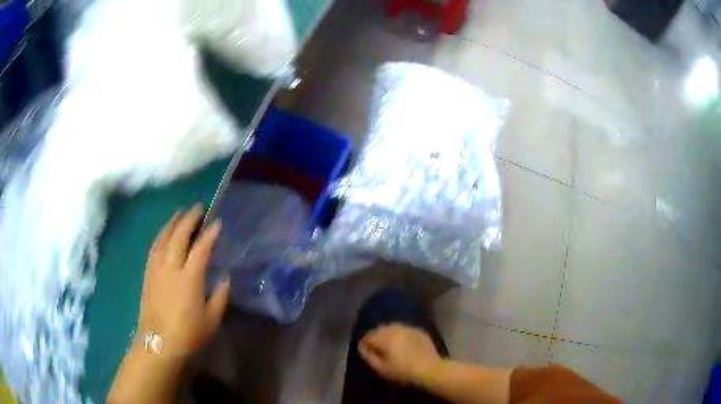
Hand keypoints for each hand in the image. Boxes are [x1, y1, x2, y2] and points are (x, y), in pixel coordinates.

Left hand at [138, 205, 229, 358]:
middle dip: (189, 218)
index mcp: (189, 278)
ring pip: (163, 237)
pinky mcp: (148, 273)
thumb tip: (224, 277)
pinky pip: (154, 247)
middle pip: (179, 235)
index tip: (217, 222)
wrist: (158, 343)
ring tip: (180, 212)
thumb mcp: (212, 320)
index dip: (210, 234)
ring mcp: (157, 268)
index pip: (201, 248)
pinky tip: (164, 232)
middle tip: (199, 207)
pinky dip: (161, 235)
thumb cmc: (188, 334)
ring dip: (173, 222)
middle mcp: (171, 267)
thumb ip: (220, 296)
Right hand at [359, 324, 442, 385]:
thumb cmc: (403, 372)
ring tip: (389, 345)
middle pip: (380, 329)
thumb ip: (369, 356)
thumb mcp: (381, 369)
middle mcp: (396, 329)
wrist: (430, 369)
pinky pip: (405, 329)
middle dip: (376, 336)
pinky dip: (400, 334)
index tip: (365, 351)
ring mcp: (409, 328)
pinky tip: (403, 343)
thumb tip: (362, 347)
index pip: (368, 335)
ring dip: (388, 334)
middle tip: (376, 348)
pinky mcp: (419, 331)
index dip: (364, 343)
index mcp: (384, 337)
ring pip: (393, 327)